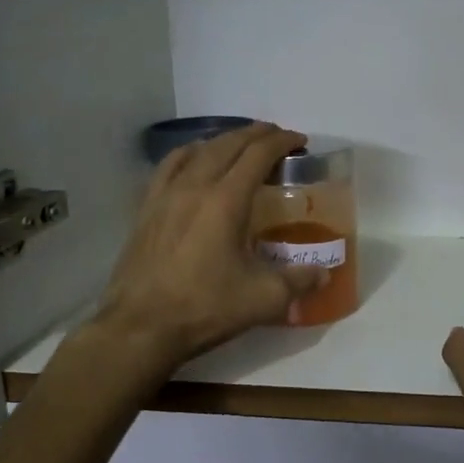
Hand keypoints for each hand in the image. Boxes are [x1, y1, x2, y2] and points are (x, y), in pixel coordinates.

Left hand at [93, 124, 326, 367]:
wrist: (140, 328)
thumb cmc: (205, 308)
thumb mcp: (264, 299)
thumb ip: (299, 281)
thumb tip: (323, 274)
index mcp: (226, 201)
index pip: (257, 155)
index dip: (281, 141)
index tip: (300, 140)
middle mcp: (194, 187)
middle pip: (228, 144)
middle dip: (256, 134)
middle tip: (277, 137)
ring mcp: (165, 196)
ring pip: (197, 151)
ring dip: (224, 141)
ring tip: (240, 145)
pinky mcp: (146, 210)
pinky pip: (169, 167)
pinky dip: (189, 155)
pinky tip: (193, 163)